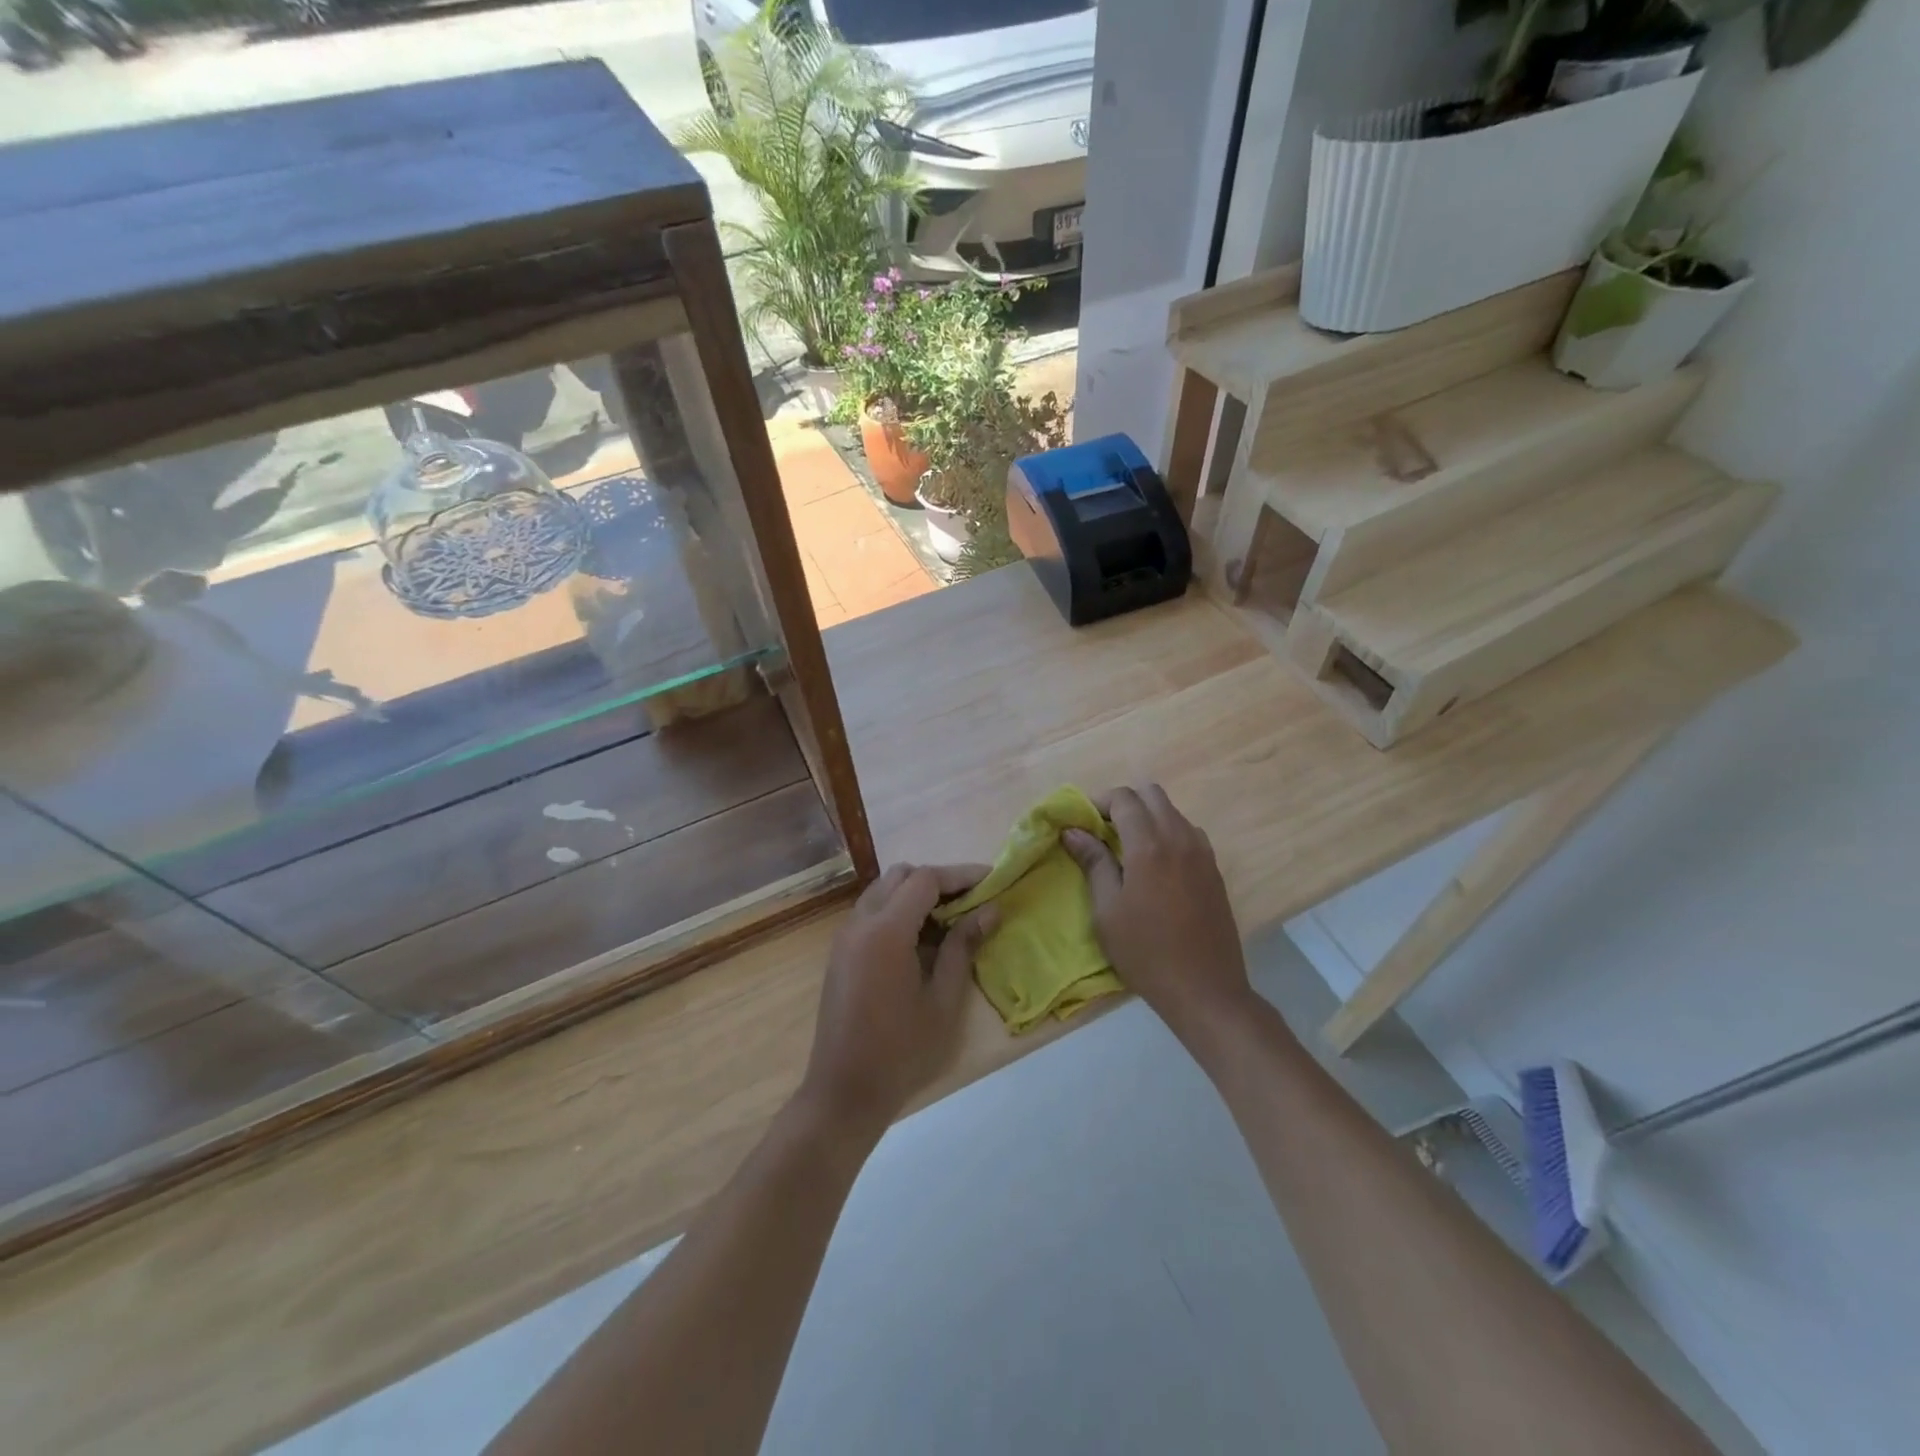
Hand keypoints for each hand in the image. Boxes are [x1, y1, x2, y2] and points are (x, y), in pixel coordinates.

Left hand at [798, 864, 999, 1139]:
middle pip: (901, 876)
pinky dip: (897, 910)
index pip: (925, 879)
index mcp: (886, 931)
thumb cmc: (901, 1051)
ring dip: (915, 894)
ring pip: (883, 890)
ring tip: (950, 919)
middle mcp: (860, 922)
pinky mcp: (840, 952)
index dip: (960, 875)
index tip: (992, 880)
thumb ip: (963, 947)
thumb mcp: (943, 1001)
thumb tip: (990, 910)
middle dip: (938, 880)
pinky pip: (871, 911)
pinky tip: (921, 939)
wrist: (844, 1090)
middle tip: (971, 900)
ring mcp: (845, 936)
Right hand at [1062, 785, 1251, 1043]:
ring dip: (1148, 817)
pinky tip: (1157, 865)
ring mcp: (1202, 852)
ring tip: (1129, 849)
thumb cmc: (1145, 952)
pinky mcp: (1214, 869)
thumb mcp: (1107, 910)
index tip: (1084, 823)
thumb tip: (1074, 831)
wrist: (1205, 989)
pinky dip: (1168, 833)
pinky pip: (1188, 832)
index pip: (1124, 798)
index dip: (1099, 802)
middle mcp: (1179, 838)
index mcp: (1148, 845)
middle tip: (1105, 831)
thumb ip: (1093, 863)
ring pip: (1172, 811)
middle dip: (1125, 803)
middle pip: (1152, 794)